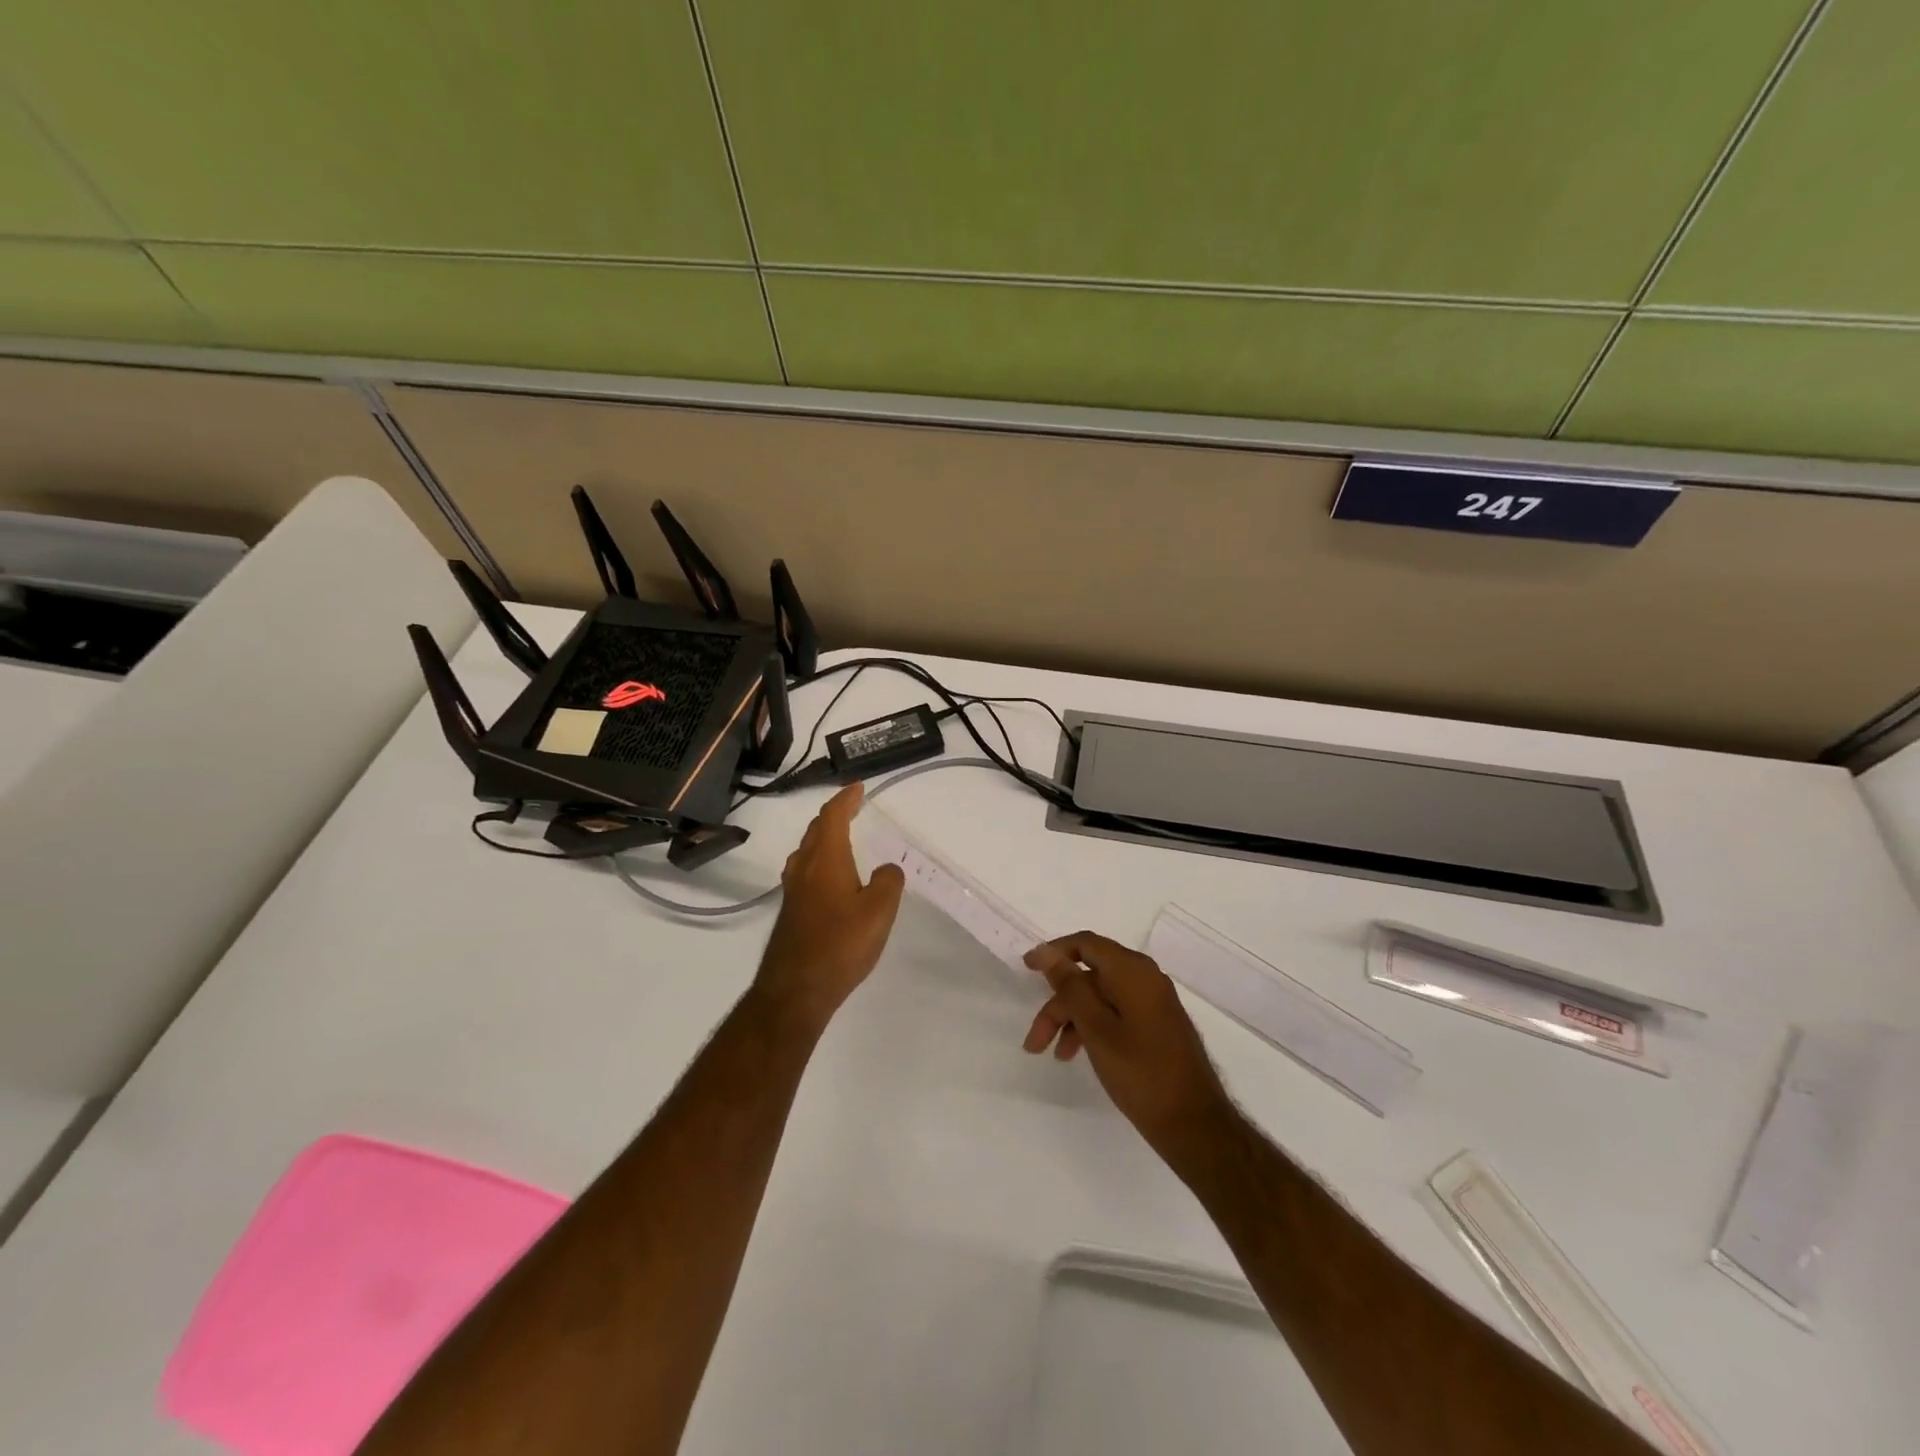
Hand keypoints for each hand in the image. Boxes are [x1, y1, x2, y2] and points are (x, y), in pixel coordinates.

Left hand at [754, 783, 905, 1028]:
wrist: (795, 990)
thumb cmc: (841, 944)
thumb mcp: (879, 911)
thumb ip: (889, 882)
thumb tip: (887, 869)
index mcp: (825, 859)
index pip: (832, 816)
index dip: (845, 799)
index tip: (858, 787)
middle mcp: (804, 868)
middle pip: (816, 830)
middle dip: (834, 815)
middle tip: (852, 808)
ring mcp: (793, 891)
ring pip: (807, 852)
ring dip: (824, 838)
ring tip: (841, 838)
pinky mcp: (791, 912)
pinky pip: (805, 872)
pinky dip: (820, 861)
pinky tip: (831, 879)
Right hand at [1023, 932, 1233, 1156]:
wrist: (1195, 1124)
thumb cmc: (1141, 1073)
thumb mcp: (1097, 1029)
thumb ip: (1070, 987)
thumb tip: (1048, 953)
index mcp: (1133, 971)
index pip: (1085, 944)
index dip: (1053, 953)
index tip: (1026, 969)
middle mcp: (1145, 978)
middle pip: (1089, 976)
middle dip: (1059, 1003)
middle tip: (1034, 1039)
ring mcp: (1153, 1002)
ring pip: (1100, 998)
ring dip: (1072, 1020)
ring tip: (1054, 1055)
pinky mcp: (1156, 1024)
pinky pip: (1115, 1012)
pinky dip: (1093, 1027)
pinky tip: (1079, 1054)